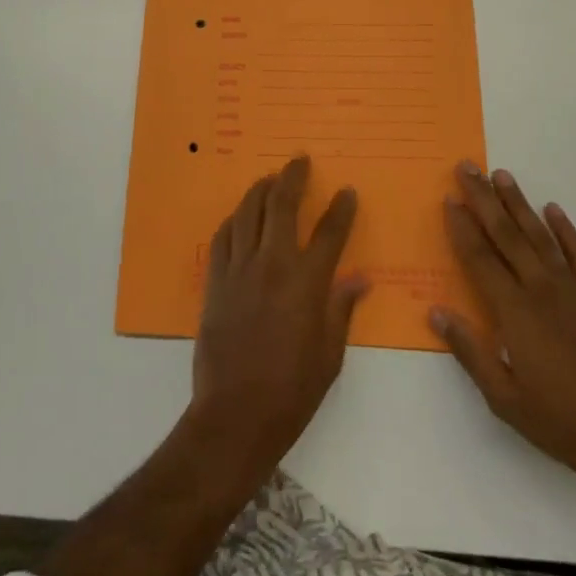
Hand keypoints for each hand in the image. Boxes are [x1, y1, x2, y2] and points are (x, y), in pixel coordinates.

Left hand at [192, 155, 368, 473]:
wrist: (235, 415)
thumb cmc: (291, 392)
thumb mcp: (329, 356)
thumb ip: (342, 310)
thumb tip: (360, 279)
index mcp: (306, 283)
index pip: (329, 233)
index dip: (341, 209)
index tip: (347, 192)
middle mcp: (272, 264)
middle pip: (282, 205)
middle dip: (293, 177)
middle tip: (300, 160)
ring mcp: (239, 270)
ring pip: (248, 212)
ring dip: (260, 190)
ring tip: (270, 178)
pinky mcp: (215, 281)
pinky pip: (223, 237)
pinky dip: (233, 220)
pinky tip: (239, 216)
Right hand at [432, 162, 575, 492]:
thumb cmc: (559, 421)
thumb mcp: (503, 398)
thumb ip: (469, 351)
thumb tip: (436, 311)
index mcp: (513, 310)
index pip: (479, 257)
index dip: (461, 227)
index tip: (448, 199)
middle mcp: (540, 288)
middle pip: (505, 233)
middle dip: (483, 198)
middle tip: (467, 167)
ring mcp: (572, 290)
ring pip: (538, 235)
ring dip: (518, 203)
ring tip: (502, 176)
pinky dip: (565, 230)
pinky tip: (553, 209)